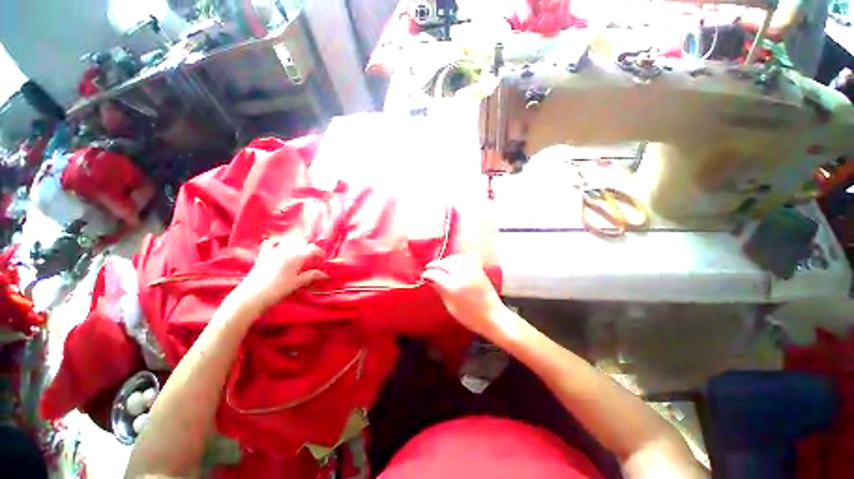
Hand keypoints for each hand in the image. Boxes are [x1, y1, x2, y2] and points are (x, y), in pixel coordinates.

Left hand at [233, 236, 327, 312]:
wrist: (252, 295)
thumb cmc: (278, 289)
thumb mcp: (297, 283)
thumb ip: (311, 276)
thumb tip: (325, 274)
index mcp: (296, 256)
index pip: (313, 249)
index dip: (320, 253)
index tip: (322, 261)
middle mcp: (286, 250)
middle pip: (302, 243)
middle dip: (309, 250)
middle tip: (312, 260)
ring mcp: (273, 251)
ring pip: (289, 241)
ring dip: (297, 245)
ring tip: (299, 254)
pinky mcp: (263, 254)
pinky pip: (270, 242)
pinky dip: (277, 241)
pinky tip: (280, 246)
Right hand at [421, 255, 508, 338]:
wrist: (493, 316)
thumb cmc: (470, 317)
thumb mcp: (451, 307)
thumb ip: (441, 292)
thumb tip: (431, 282)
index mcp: (453, 287)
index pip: (436, 274)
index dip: (427, 274)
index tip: (423, 275)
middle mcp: (461, 275)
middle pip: (444, 264)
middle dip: (434, 264)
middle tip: (428, 268)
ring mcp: (471, 271)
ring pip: (455, 258)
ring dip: (445, 260)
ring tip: (441, 264)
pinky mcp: (478, 270)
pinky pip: (466, 259)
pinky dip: (457, 259)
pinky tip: (454, 263)